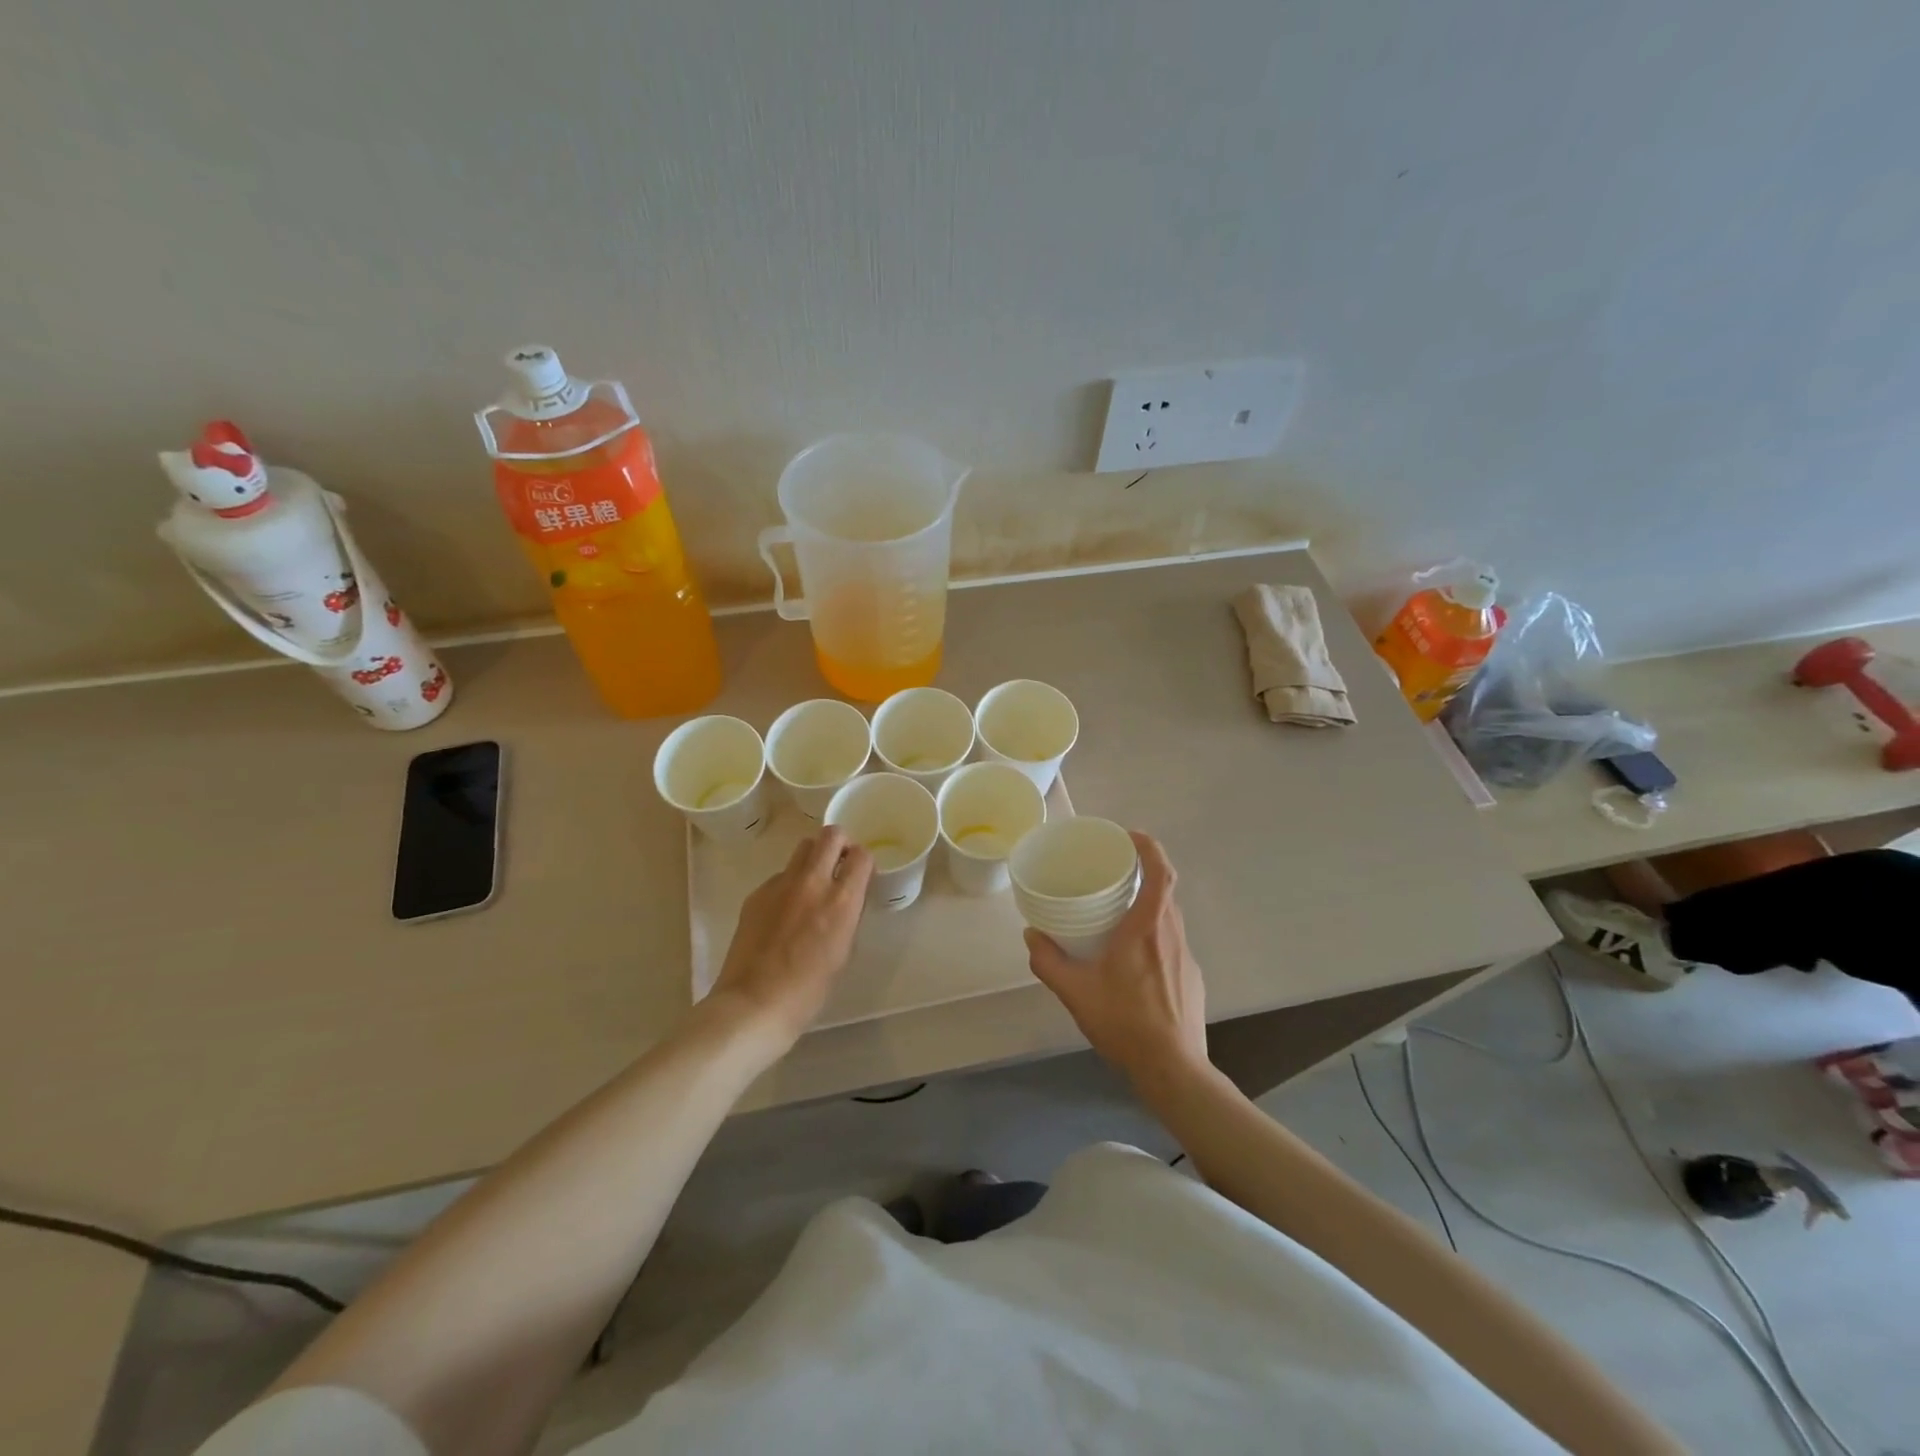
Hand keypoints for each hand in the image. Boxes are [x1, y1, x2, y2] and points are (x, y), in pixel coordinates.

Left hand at [708, 828, 873, 1047]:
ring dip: (814, 857)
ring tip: (812, 883)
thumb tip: (846, 900)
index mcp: (842, 900)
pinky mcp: (757, 893)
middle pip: (831, 835)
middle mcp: (813, 882)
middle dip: (840, 843)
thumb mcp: (843, 951)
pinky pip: (779, 875)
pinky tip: (783, 912)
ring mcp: (780, 884)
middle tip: (839, 863)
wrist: (754, 1003)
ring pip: (802, 848)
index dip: (863, 861)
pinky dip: (788, 883)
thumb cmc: (809, 989)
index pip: (861, 855)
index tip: (860, 874)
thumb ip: (847, 916)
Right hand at [1024, 832, 1207, 1087]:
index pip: (1160, 872)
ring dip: (1147, 907)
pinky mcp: (1192, 978)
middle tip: (1113, 874)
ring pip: (1168, 918)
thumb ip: (1049, 961)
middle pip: (1165, 891)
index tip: (1130, 836)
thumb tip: (1032, 936)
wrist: (1173, 1068)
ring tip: (1118, 915)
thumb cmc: (1125, 1022)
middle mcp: (1172, 934)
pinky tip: (1133, 963)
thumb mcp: (1076, 991)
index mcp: (1148, 927)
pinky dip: (1153, 937)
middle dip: (1142, 875)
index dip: (1149, 847)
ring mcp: (1187, 957)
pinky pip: (1171, 944)